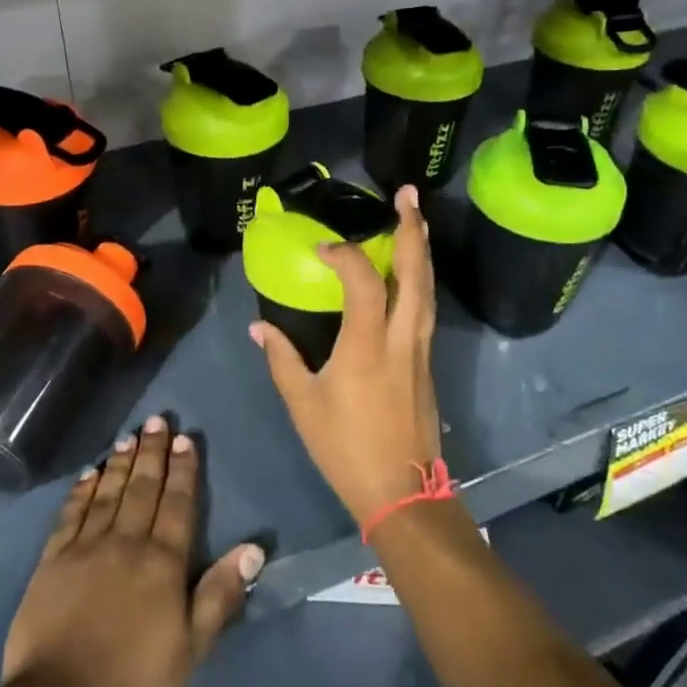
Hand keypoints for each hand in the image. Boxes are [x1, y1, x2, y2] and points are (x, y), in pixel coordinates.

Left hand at [2, 416, 263, 686]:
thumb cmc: (134, 682)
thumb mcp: (191, 649)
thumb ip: (219, 595)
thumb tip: (253, 549)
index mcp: (162, 563)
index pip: (178, 505)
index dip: (183, 471)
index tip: (185, 439)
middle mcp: (126, 543)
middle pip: (143, 489)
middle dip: (152, 453)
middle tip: (157, 420)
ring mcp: (86, 548)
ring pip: (108, 493)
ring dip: (120, 463)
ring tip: (129, 435)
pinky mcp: (52, 560)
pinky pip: (70, 515)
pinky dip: (81, 491)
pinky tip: (88, 473)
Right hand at [249, 184, 442, 529]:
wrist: (402, 492)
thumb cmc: (346, 447)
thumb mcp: (302, 404)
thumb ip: (281, 358)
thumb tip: (258, 326)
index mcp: (368, 344)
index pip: (363, 280)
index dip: (344, 255)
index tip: (321, 249)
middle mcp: (402, 337)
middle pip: (415, 273)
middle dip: (412, 229)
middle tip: (408, 193)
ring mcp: (421, 349)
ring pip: (428, 288)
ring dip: (422, 249)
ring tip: (415, 219)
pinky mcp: (427, 362)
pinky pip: (426, 307)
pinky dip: (421, 278)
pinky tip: (411, 271)